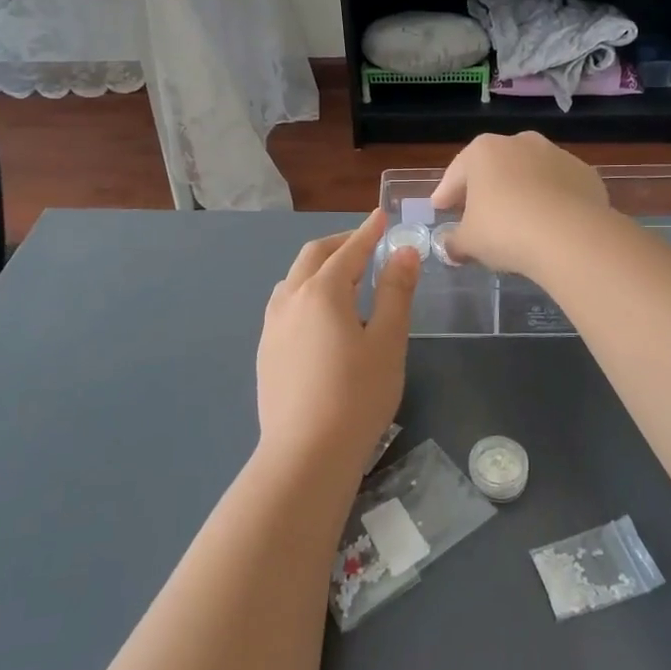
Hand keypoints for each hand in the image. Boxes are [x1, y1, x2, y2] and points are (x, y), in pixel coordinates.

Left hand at [256, 211, 419, 469]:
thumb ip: (397, 292)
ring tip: (342, 278)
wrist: (306, 454)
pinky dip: (305, 291)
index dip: (368, 232)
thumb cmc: (357, 395)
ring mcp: (273, 325)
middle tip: (365, 243)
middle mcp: (291, 298)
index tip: (381, 215)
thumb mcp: (388, 341)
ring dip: (319, 267)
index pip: (350, 250)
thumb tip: (404, 251)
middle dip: (340, 243)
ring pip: (294, 279)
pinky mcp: (266, 351)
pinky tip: (317, 315)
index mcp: (323, 290)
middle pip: (314, 256)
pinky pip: (285, 304)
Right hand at [430, 132, 610, 276]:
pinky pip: (558, 187)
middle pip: (494, 167)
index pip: (456, 173)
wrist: (571, 236)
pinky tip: (548, 222)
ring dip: (520, 191)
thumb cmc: (505, 231)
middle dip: (484, 188)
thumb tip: (449, 245)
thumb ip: (454, 241)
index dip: (446, 193)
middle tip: (475, 212)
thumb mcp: (469, 242)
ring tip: (516, 218)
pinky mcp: (585, 173)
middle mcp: (519, 143)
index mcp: (483, 151)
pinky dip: (551, 200)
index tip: (439, 207)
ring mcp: (556, 154)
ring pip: (529, 173)